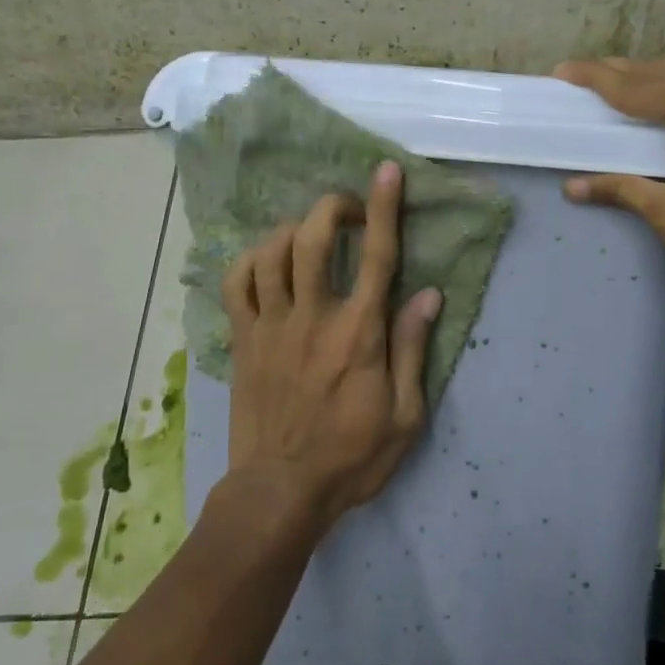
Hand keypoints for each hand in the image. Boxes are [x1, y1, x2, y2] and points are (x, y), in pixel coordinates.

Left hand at [220, 161, 443, 533]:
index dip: (383, 208)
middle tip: (350, 211)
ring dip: (295, 230)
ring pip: (272, 252)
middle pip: (314, 238)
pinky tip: (267, 262)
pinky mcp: (242, 338)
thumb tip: (428, 294)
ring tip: (311, 236)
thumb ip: (413, 349)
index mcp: (358, 334)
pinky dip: (250, 259)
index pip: (377, 256)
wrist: (280, 492)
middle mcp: (312, 317)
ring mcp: (270, 325)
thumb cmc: (351, 457)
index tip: (386, 172)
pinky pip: (236, 282)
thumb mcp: (405, 416)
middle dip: (333, 208)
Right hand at [554, 57, 664, 285]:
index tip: (560, 72)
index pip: (639, 87)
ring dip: (641, 79)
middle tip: (575, 78)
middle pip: (659, 71)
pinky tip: (650, 104)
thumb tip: (574, 186)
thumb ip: (625, 191)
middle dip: (614, 73)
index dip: (596, 80)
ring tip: (605, 87)